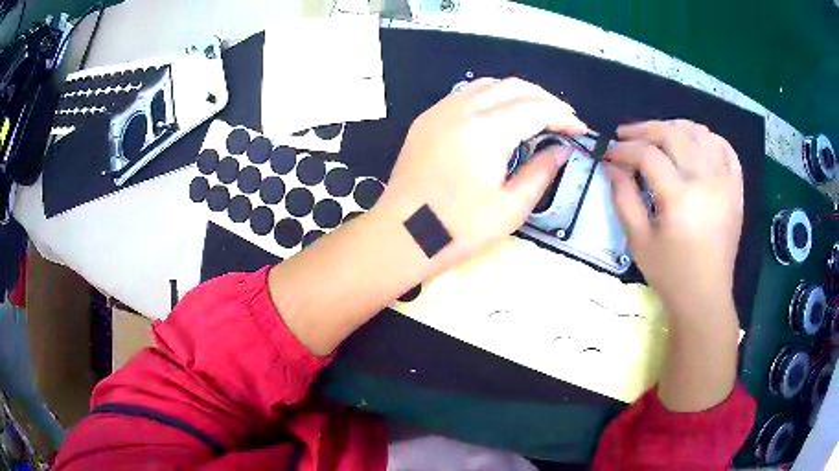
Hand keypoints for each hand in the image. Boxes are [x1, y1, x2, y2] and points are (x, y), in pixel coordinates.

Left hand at [375, 77, 587, 269]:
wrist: (401, 236)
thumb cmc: (456, 230)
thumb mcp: (510, 209)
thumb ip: (541, 172)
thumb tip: (561, 150)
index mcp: (484, 131)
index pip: (535, 108)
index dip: (563, 116)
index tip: (580, 130)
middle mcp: (461, 110)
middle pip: (514, 87)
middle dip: (546, 99)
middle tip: (565, 120)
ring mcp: (440, 111)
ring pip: (489, 84)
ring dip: (519, 94)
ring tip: (539, 114)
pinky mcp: (428, 119)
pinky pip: (467, 93)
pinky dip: (493, 97)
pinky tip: (503, 115)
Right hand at [606, 119, 743, 411]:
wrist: (706, 297)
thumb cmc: (670, 275)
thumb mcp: (639, 241)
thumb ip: (623, 198)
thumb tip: (611, 165)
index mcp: (680, 198)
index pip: (648, 155)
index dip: (624, 149)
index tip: (609, 152)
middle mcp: (706, 181)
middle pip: (673, 134)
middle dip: (645, 129)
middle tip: (626, 134)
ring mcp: (725, 182)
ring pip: (699, 134)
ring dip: (675, 127)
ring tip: (658, 134)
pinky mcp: (736, 189)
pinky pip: (726, 149)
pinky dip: (708, 137)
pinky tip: (694, 141)